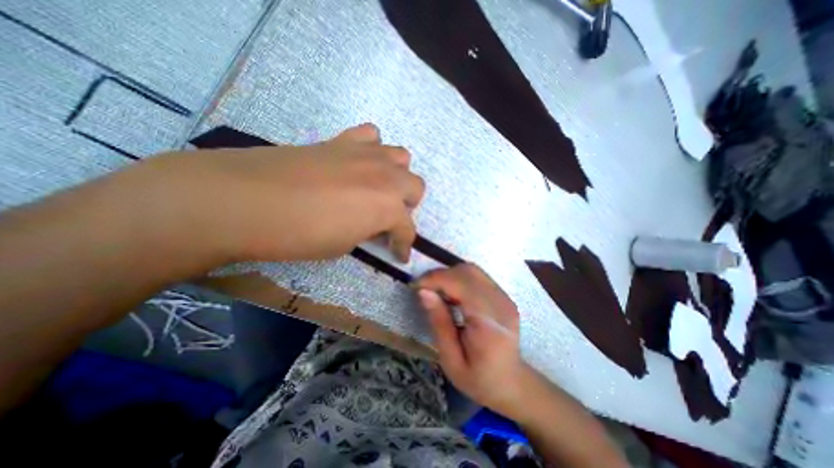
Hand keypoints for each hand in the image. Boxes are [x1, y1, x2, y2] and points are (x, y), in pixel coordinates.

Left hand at [136, 125, 428, 263]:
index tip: (400, 255)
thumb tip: (373, 226)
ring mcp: (365, 154)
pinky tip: (358, 163)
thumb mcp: (343, 245)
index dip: (405, 245)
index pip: (407, 230)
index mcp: (388, 207)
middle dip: (407, 206)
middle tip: (388, 218)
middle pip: (416, 186)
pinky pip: (371, 136)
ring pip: (401, 157)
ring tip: (378, 188)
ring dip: (396, 175)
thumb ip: (367, 231)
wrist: (245, 199)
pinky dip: (372, 149)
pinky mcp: (342, 141)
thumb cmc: (299, 234)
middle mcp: (386, 177)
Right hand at [416, 264, 526, 417]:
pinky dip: (459, 278)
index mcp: (489, 323)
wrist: (512, 383)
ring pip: (472, 270)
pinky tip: (451, 293)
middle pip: (467, 272)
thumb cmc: (479, 379)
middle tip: (423, 288)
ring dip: (449, 275)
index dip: (435, 279)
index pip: (461, 284)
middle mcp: (500, 304)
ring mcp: (505, 297)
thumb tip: (423, 291)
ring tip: (435, 290)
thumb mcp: (451, 360)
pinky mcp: (503, 295)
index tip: (416, 286)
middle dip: (440, 275)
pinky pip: (477, 276)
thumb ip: (439, 323)